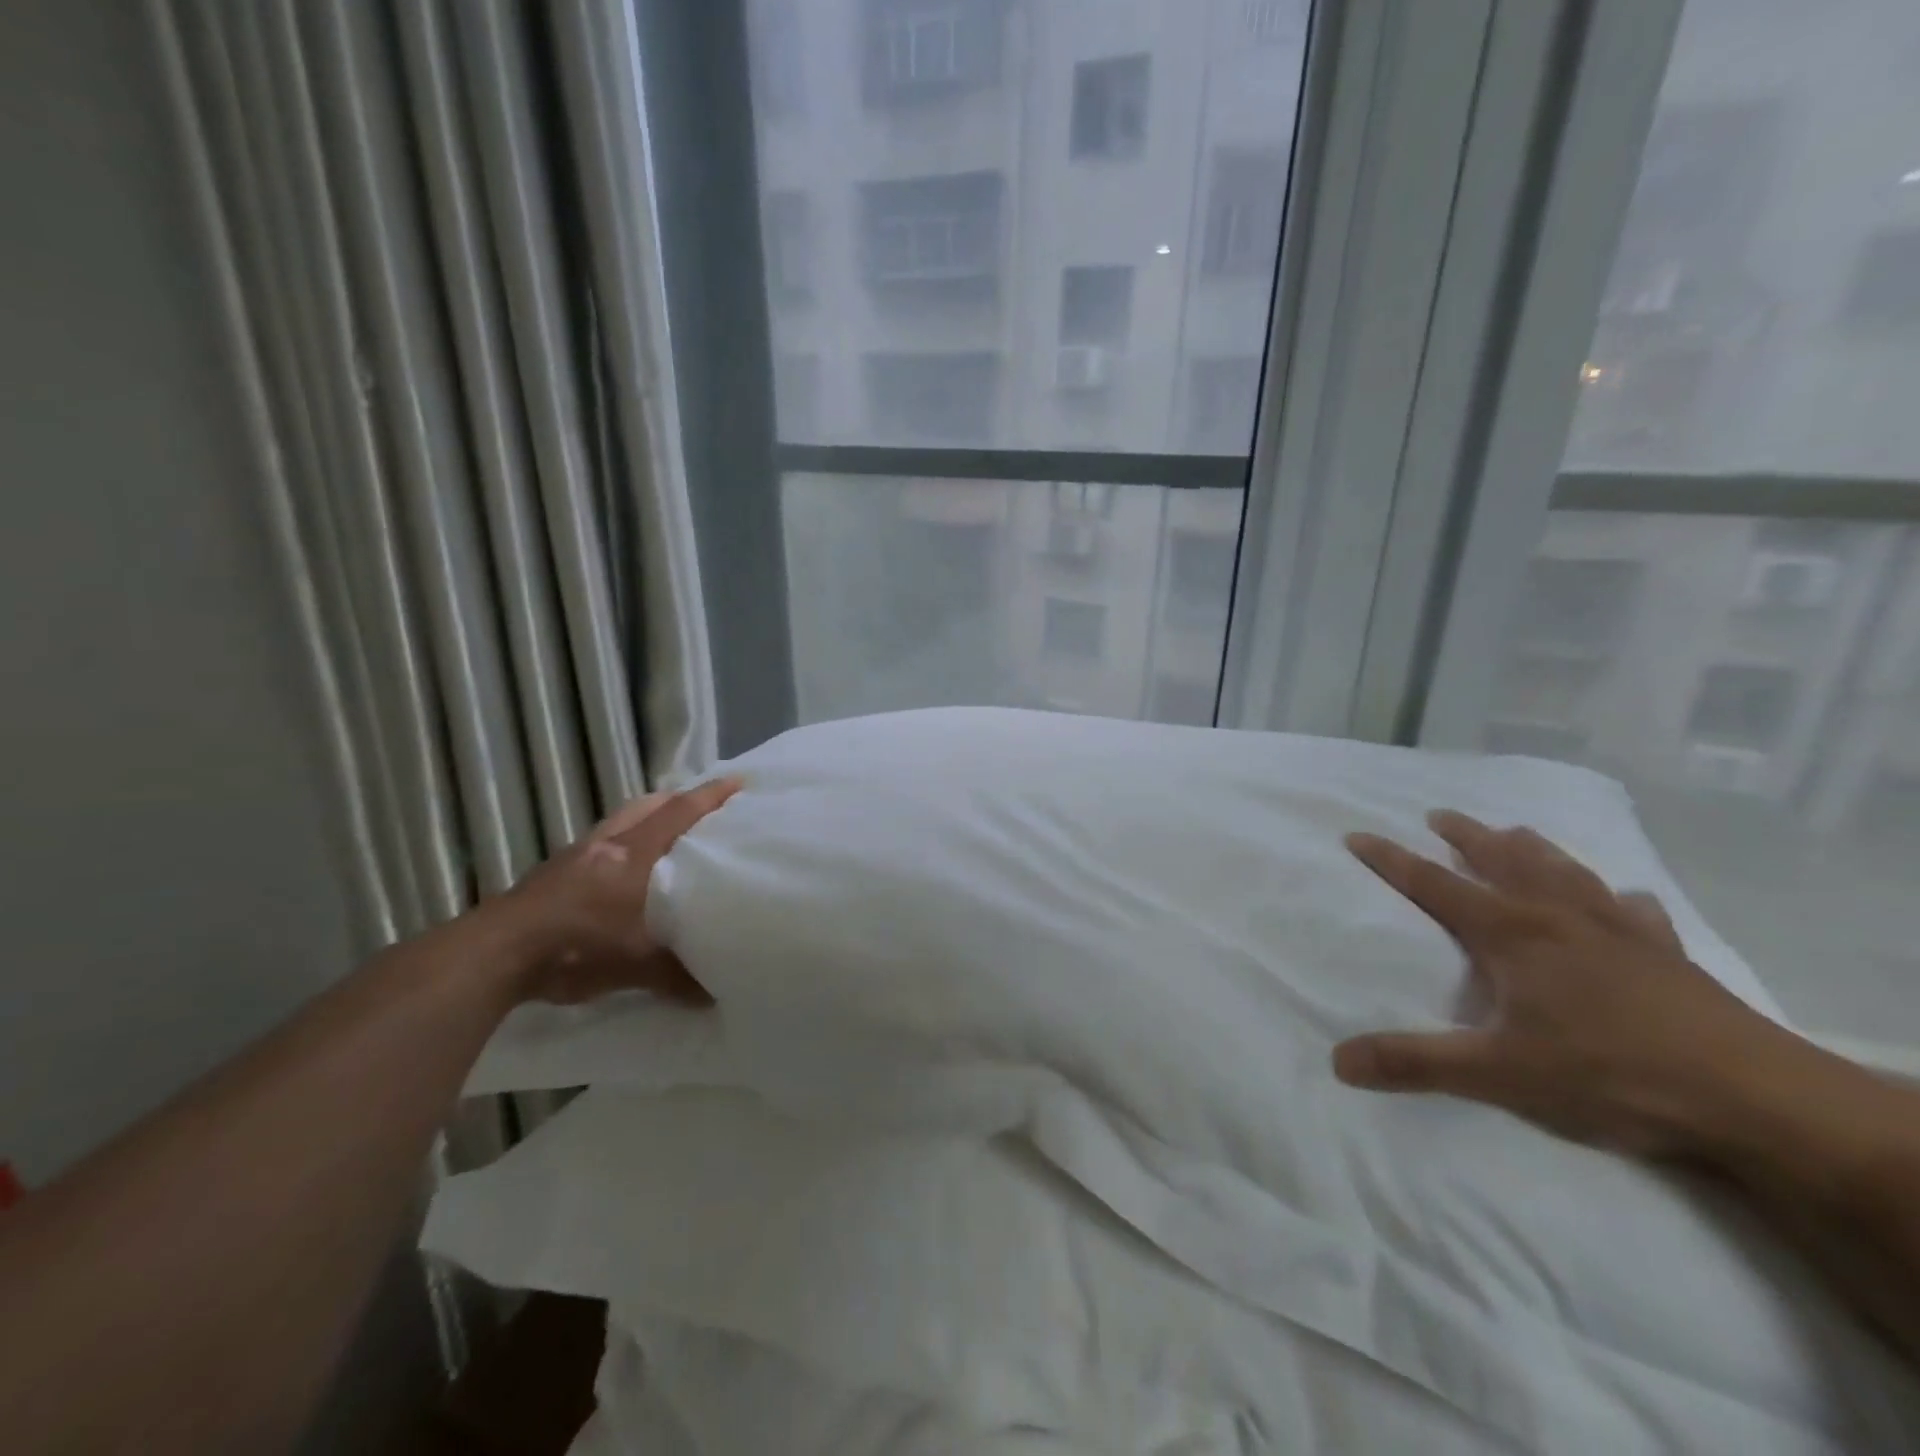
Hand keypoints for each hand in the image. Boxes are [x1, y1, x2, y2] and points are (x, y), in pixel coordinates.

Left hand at [492, 777, 742, 1006]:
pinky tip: (623, 869)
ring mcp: (576, 856)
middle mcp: (607, 845)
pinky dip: (621, 842)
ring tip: (668, 832)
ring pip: (620, 821)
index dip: (711, 796)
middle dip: (678, 799)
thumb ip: (678, 976)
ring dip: (646, 818)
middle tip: (705, 808)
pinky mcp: (553, 873)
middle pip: (647, 805)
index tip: (739, 781)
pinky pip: (600, 843)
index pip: (680, 813)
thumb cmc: (577, 948)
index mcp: (634, 855)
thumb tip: (716, 996)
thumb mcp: (635, 967)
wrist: (497, 955)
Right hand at [1334, 810, 1800, 1157]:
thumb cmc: (1609, 1074)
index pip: (1433, 885)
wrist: (1754, 1099)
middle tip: (1439, 815)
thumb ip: (1415, 1063)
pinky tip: (1623, 900)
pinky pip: (1636, 911)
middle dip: (1465, 835)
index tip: (1357, 835)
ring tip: (1516, 832)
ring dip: (1532, 848)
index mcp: (1511, 934)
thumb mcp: (1498, 1075)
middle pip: (1501, 860)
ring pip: (1564, 870)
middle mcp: (1558, 917)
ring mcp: (1619, 930)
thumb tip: (1338, 1060)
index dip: (1390, 859)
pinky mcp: (1668, 954)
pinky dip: (1619, 898)